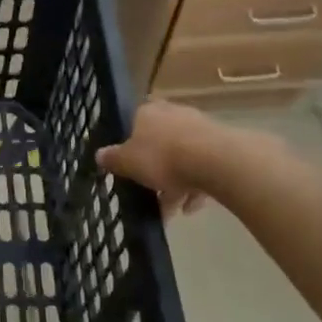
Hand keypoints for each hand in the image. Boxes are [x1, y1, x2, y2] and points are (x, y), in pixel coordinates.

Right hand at [98, 100, 278, 218]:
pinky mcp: (222, 146)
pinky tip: (191, 208)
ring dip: (175, 183)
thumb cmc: (162, 157)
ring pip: (182, 157)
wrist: (215, 161)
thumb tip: (99, 155)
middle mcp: (173, 114)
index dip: (130, 146)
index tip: (129, 166)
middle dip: (154, 168)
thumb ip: (112, 159)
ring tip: (171, 209)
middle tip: (149, 191)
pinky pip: (203, 167)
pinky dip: (196, 187)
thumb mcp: (127, 162)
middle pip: (159, 142)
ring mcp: (200, 128)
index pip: (133, 124)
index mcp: (147, 112)